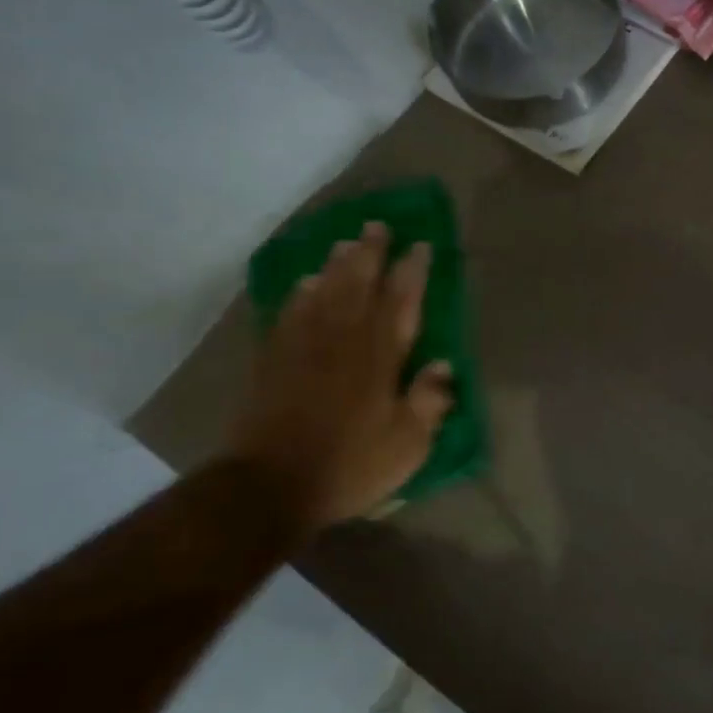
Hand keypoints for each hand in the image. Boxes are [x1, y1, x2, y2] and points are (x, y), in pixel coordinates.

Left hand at [228, 222, 454, 531]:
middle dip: (370, 253)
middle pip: (358, 285)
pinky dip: (300, 294)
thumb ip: (429, 402)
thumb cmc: (349, 464)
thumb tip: (444, 366)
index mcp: (379, 357)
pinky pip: (289, 315)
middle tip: (377, 225)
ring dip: (336, 265)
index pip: (400, 302)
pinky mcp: (273, 362)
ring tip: (345, 243)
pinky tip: (305, 283)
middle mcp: (342, 341)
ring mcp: (303, 348)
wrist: (268, 487)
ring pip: (323, 293)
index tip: (420, 244)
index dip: (412, 271)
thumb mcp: (408, 444)